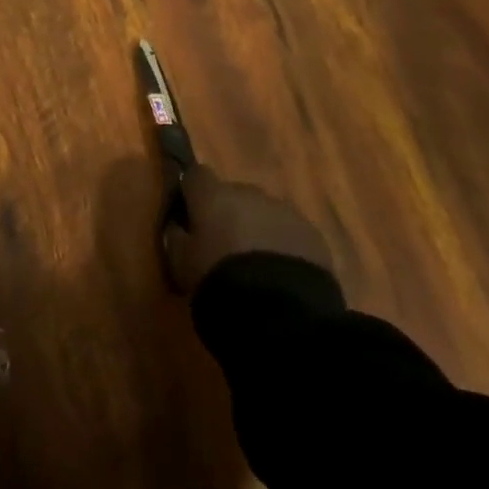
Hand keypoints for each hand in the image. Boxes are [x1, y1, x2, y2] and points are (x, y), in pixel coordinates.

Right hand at [163, 163, 333, 293]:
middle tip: (224, 248)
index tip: (189, 217)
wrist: (281, 313)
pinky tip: (280, 276)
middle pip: (233, 194)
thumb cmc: (219, 281)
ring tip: (256, 267)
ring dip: (257, 230)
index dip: (192, 194)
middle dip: (228, 214)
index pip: (196, 175)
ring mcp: (285, 211)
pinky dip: (283, 246)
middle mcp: (249, 193)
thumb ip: (175, 238)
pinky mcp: (313, 234)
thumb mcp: (181, 264)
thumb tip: (177, 226)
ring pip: (264, 213)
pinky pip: (290, 233)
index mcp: (214, 195)